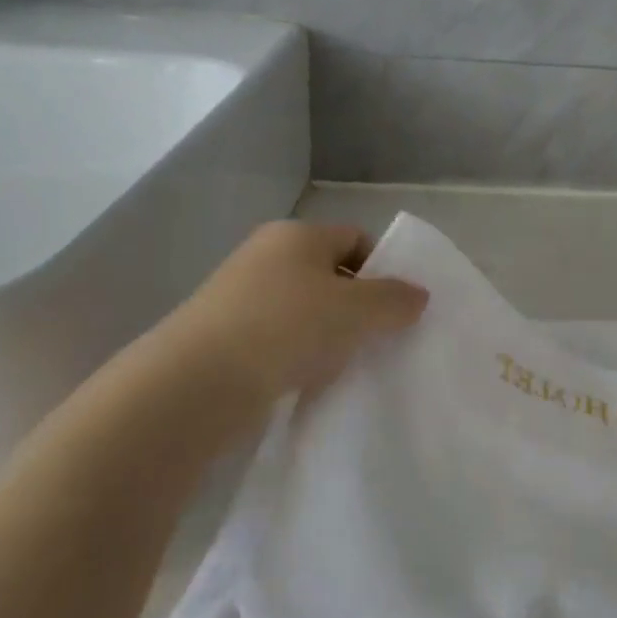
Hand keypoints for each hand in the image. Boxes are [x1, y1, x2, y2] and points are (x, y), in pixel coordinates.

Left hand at [143, 221, 427, 440]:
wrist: (198, 382)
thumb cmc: (287, 327)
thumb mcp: (357, 310)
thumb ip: (395, 299)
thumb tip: (418, 295)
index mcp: (297, 234)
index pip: (356, 238)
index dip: (383, 268)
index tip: (397, 307)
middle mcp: (266, 255)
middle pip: (330, 274)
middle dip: (359, 305)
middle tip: (378, 337)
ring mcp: (240, 295)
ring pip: (305, 309)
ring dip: (330, 334)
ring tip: (344, 364)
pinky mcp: (224, 335)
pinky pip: (279, 338)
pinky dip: (299, 354)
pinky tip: (308, 379)